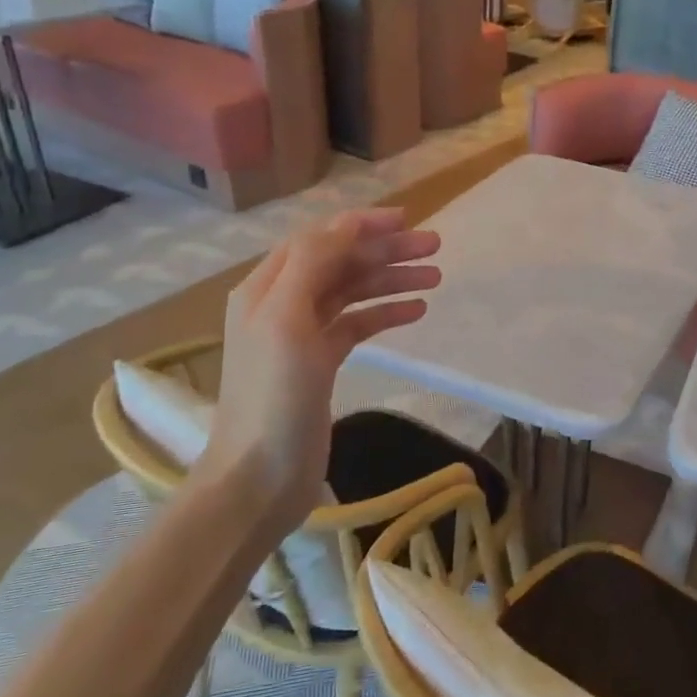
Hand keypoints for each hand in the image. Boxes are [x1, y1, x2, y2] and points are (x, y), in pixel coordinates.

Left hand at [197, 208, 440, 523]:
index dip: (361, 225)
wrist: (260, 476)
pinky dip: (386, 313)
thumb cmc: (273, 397)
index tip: (407, 220)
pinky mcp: (320, 364)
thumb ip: (312, 266)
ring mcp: (302, 335)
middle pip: (341, 263)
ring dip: (392, 280)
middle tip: (435, 248)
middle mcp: (283, 304)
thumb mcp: (286, 321)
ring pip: (353, 292)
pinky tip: (416, 312)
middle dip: (386, 251)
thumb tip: (348, 227)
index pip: (319, 240)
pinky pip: (358, 325)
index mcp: (267, 288)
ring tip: (435, 279)